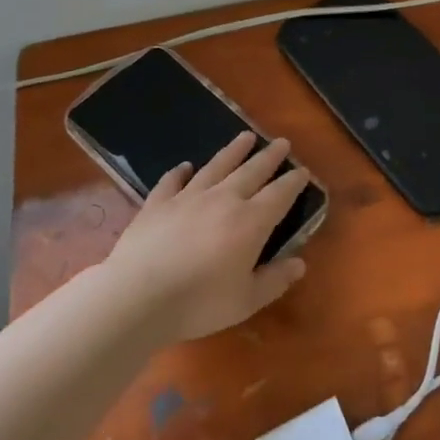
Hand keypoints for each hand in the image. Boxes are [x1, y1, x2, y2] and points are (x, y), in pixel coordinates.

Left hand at [103, 132, 310, 341]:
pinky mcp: (157, 203)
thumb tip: (299, 263)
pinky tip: (185, 166)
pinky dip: (180, 172)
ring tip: (245, 137)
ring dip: (233, 151)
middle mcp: (224, 199)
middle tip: (281, 142)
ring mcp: (188, 197)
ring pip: (216, 166)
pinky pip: (172, 181)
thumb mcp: (246, 301)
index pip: (280, 194)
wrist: (137, 296)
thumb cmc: (198, 303)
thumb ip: (274, 280)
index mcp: (251, 221)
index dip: (294, 182)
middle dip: (269, 156)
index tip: (303, 171)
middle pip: (252, 171)